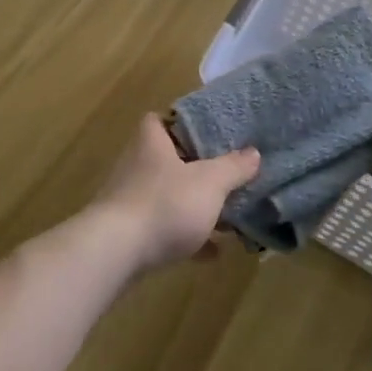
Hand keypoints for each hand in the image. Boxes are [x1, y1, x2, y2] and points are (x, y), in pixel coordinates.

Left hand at [90, 114, 260, 272]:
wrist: (118, 251)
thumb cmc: (165, 203)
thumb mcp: (209, 182)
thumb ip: (233, 167)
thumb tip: (253, 153)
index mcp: (152, 140)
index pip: (163, 119)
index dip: (185, 124)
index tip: (211, 134)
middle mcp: (137, 163)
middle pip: (170, 159)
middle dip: (198, 169)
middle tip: (228, 176)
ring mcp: (132, 198)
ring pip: (170, 195)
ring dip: (195, 205)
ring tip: (228, 216)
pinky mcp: (131, 231)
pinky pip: (166, 228)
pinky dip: (188, 237)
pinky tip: (214, 251)